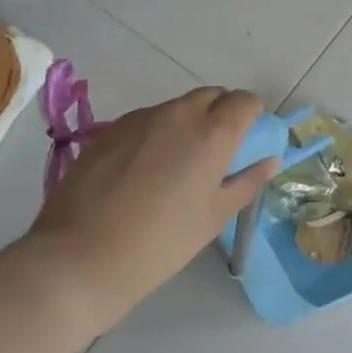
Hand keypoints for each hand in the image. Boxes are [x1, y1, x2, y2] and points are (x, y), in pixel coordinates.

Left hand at [22, 87, 281, 331]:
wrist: (81, 258)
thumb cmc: (163, 241)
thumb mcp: (216, 216)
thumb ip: (248, 182)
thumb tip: (270, 160)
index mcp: (214, 132)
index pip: (246, 100)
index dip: (252, 117)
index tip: (248, 141)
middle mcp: (180, 113)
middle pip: (212, 95)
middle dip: (222, 113)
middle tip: (217, 152)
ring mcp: (140, 118)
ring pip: (177, 106)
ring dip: (188, 122)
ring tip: (178, 163)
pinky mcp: (110, 130)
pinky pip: (146, 119)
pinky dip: (157, 132)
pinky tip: (144, 169)